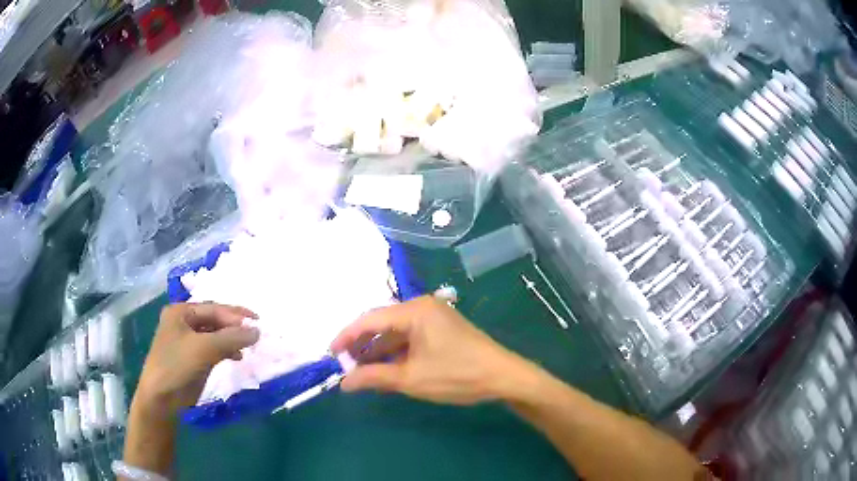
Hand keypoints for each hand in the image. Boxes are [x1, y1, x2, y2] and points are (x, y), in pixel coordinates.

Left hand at [132, 303, 259, 419]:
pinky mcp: (192, 357)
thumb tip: (257, 331)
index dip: (235, 315)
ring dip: (231, 339)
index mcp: (181, 312)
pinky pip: (212, 348)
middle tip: (255, 332)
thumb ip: (231, 338)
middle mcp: (183, 322)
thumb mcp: (204, 348)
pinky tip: (237, 356)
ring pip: (215, 334)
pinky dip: (225, 350)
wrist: (161, 397)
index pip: (213, 308)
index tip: (257, 324)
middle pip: (214, 319)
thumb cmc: (177, 365)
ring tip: (247, 346)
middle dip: (234, 326)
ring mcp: (187, 340)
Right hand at [330, 296, 528, 404]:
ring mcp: (434, 317)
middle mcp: (422, 307)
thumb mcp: (411, 379)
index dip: (347, 337)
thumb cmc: (457, 375)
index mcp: (414, 310)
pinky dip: (395, 352)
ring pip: (395, 332)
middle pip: (382, 323)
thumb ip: (374, 377)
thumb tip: (344, 383)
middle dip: (362, 345)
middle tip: (344, 365)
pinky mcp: (441, 329)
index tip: (331, 354)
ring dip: (378, 350)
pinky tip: (385, 368)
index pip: (369, 319)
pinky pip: (410, 337)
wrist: (503, 377)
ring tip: (361, 370)